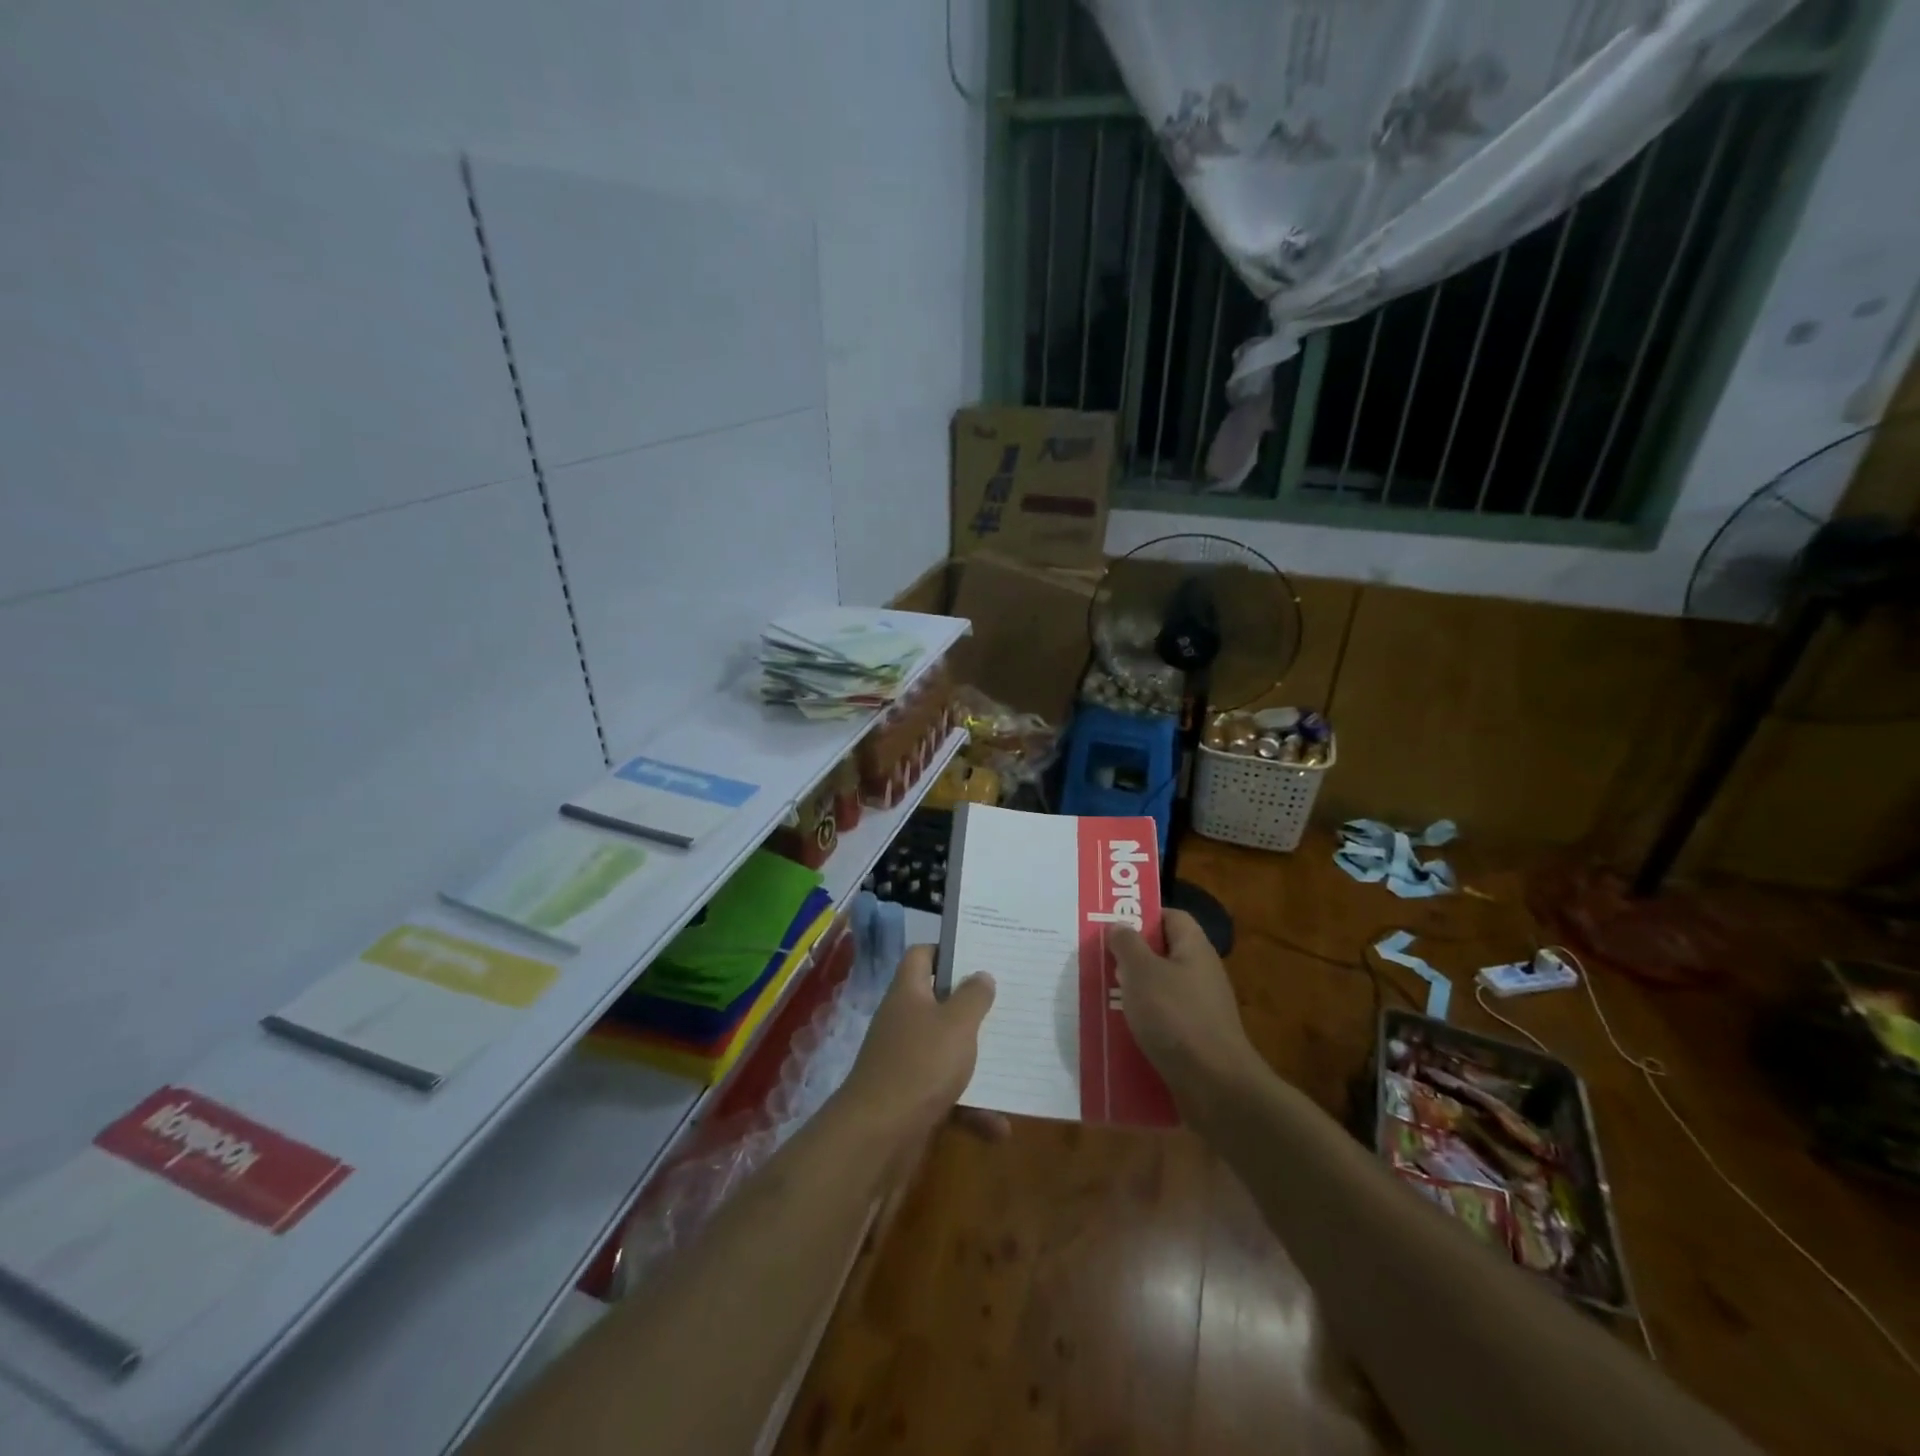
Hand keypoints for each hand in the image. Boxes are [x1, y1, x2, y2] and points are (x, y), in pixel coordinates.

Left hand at [838, 946, 998, 1142]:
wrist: (878, 1138)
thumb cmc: (920, 1065)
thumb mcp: (956, 1024)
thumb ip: (973, 996)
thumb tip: (981, 974)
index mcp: (908, 993)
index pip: (922, 955)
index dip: (947, 950)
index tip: (980, 955)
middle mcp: (904, 1022)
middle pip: (938, 1003)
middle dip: (972, 1007)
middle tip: (1008, 1003)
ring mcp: (906, 1061)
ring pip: (947, 1051)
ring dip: (977, 1062)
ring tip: (1013, 1062)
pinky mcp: (912, 1099)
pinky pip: (948, 1095)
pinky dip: (972, 1108)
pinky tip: (1000, 1126)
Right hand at [1111, 909, 1263, 1111]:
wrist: (1216, 1087)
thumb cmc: (1176, 1017)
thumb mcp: (1142, 972)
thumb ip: (1127, 944)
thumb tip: (1119, 925)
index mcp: (1194, 949)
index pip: (1171, 917)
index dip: (1143, 916)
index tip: (1112, 925)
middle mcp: (1201, 975)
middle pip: (1162, 955)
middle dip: (1129, 958)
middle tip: (1097, 961)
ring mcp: (1200, 1010)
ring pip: (1158, 991)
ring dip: (1131, 994)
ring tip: (1098, 997)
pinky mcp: (1194, 1041)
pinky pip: (1162, 1023)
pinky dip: (1141, 1025)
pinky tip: (1116, 1033)